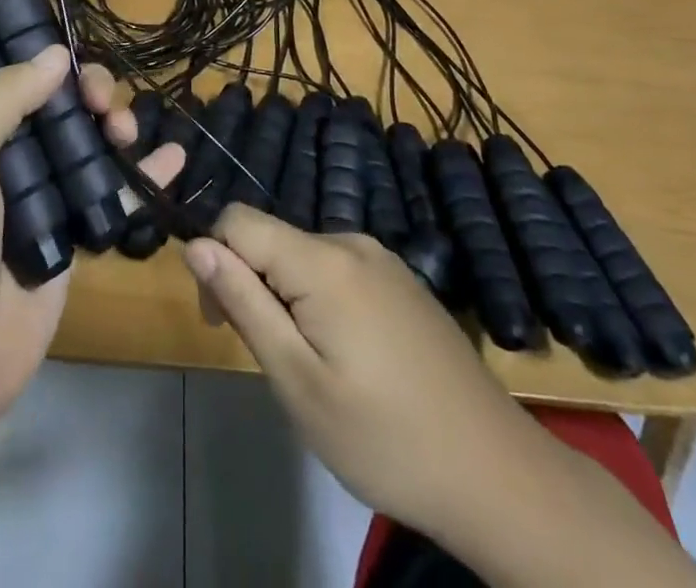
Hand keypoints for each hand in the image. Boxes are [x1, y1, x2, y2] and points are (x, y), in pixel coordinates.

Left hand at [0, 47, 183, 461]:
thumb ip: (2, 99)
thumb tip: (55, 53)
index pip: (15, 78)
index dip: (49, 62)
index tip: (77, 64)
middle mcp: (4, 159)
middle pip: (59, 108)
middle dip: (89, 95)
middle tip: (106, 106)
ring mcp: (40, 202)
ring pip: (88, 146)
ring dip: (116, 127)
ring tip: (129, 133)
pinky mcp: (71, 242)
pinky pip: (112, 197)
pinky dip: (144, 175)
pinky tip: (174, 157)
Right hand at [182, 206, 534, 540]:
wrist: (499, 476)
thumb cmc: (385, 439)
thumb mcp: (297, 380)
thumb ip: (244, 303)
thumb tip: (196, 245)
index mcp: (322, 260)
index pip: (237, 220)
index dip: (213, 260)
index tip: (222, 322)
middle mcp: (351, 241)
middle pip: (270, 239)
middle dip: (252, 286)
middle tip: (274, 363)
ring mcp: (382, 260)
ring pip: (302, 257)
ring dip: (286, 298)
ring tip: (315, 370)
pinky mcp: (402, 281)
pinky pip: (337, 272)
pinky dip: (320, 302)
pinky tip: (350, 361)